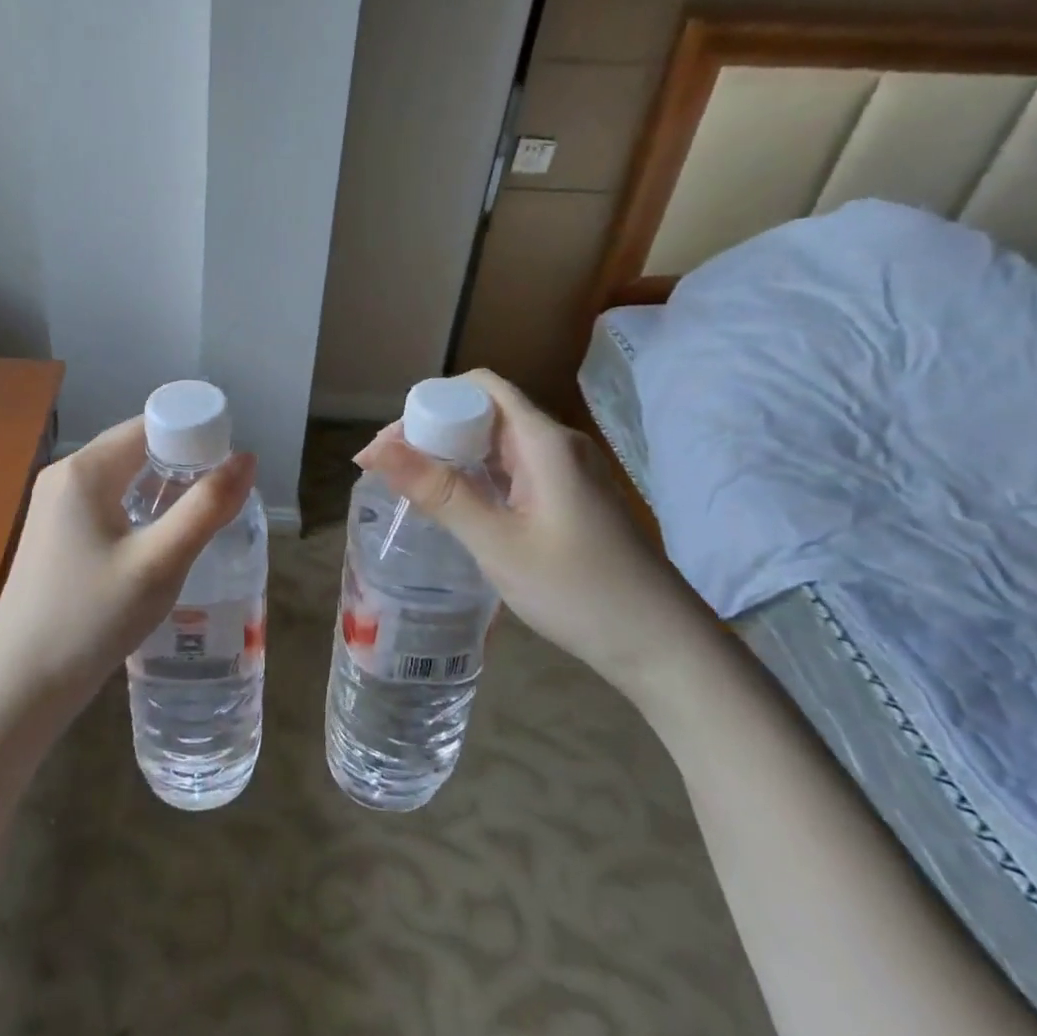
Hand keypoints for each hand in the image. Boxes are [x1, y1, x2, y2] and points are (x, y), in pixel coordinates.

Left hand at [0, 417, 256, 716]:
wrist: (20, 685)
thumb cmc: (91, 619)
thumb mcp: (159, 564)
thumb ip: (206, 508)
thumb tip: (246, 458)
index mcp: (86, 469)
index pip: (151, 425)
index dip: (196, 436)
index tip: (231, 468)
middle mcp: (65, 475)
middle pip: (137, 448)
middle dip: (183, 464)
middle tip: (224, 497)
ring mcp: (54, 505)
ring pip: (123, 477)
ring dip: (163, 489)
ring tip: (202, 518)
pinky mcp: (55, 533)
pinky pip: (107, 502)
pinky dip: (139, 509)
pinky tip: (160, 540)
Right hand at [353, 370, 711, 698]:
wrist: (663, 646)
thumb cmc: (579, 592)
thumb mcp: (497, 543)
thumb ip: (438, 492)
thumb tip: (373, 451)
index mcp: (544, 442)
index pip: (479, 388)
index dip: (430, 402)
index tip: (390, 444)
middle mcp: (557, 445)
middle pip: (485, 411)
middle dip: (433, 430)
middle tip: (391, 469)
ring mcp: (566, 472)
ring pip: (497, 442)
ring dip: (452, 454)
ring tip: (412, 485)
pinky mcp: (569, 498)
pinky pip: (513, 469)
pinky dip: (476, 476)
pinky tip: (455, 504)